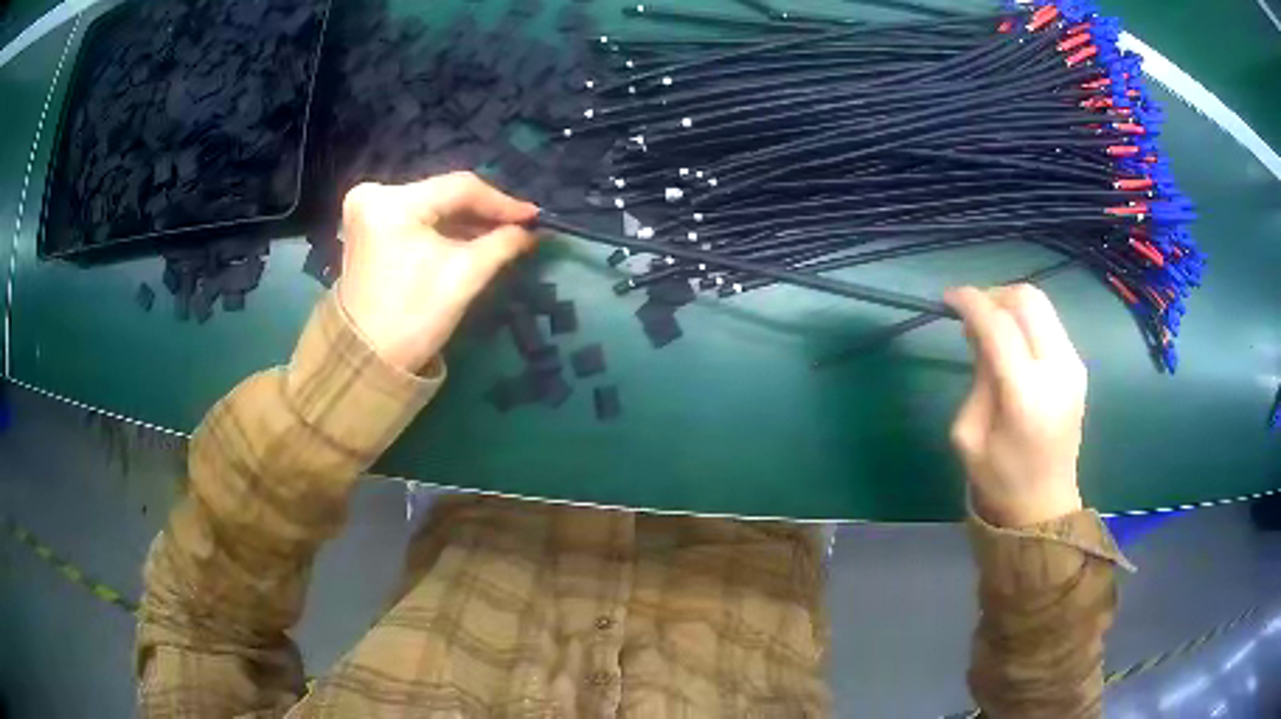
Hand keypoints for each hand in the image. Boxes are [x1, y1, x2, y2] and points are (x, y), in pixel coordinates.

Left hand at [338, 173, 538, 372]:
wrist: (367, 361)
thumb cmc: (414, 318)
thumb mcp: (463, 276)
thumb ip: (501, 244)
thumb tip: (529, 230)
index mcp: (392, 203)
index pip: (459, 187)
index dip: (501, 202)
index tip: (534, 217)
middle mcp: (373, 194)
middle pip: (443, 194)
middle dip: (483, 212)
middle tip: (520, 226)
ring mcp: (366, 210)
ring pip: (430, 205)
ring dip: (464, 221)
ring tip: (501, 234)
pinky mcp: (366, 227)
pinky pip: (415, 217)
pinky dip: (442, 228)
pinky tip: (469, 239)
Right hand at [944, 284, 1086, 527]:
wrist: (1044, 505)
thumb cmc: (999, 480)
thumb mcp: (968, 434)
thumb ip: (977, 376)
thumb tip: (979, 333)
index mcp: (1025, 395)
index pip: (999, 325)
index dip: (971, 302)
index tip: (948, 299)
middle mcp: (1056, 371)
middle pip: (1027, 300)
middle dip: (994, 295)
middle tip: (971, 312)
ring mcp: (1073, 366)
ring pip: (1041, 305)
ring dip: (1010, 305)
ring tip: (989, 327)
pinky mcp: (1078, 367)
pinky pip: (1050, 323)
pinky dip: (1026, 320)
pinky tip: (1011, 342)